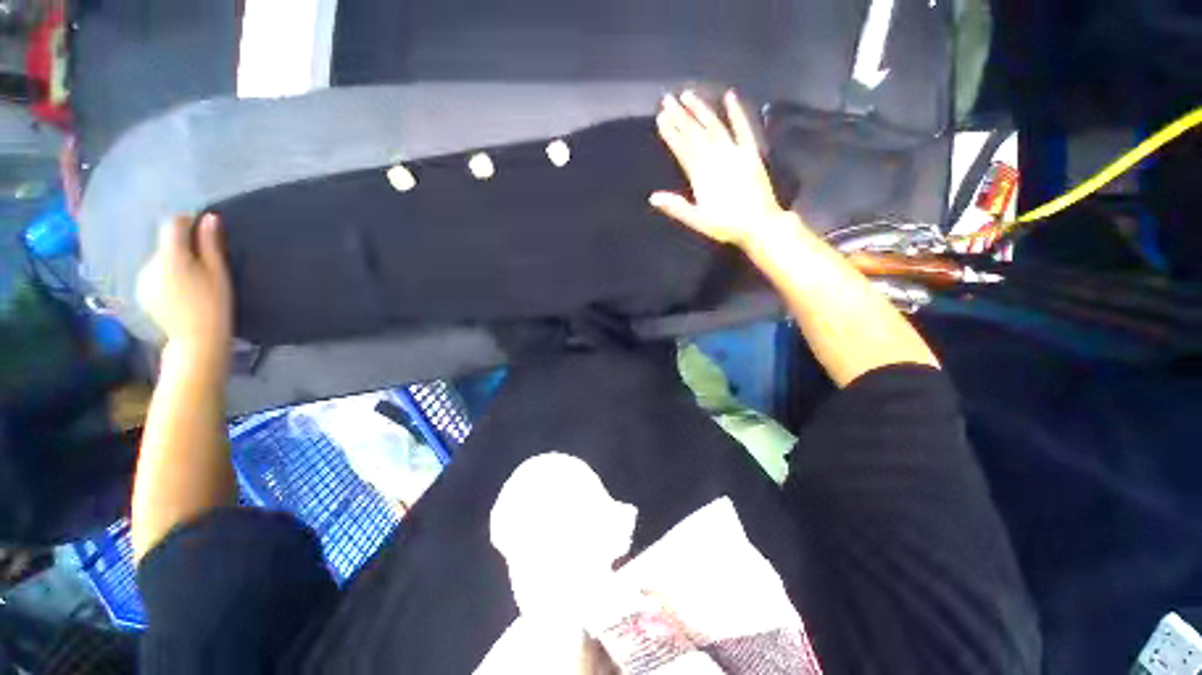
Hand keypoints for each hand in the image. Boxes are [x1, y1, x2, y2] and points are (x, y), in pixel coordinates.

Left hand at [136, 214, 231, 363]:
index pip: (173, 225)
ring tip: (191, 283)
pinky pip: (154, 275)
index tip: (202, 232)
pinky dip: (166, 278)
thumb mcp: (218, 272)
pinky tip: (179, 293)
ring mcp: (143, 278)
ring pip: (160, 261)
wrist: (196, 340)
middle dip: (182, 249)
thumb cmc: (214, 304)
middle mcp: (151, 262)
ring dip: (174, 264)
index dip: (187, 223)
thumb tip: (209, 218)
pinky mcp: (141, 292)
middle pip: (166, 245)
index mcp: (171, 256)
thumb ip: (210, 244)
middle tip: (203, 266)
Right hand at [650, 90, 788, 249]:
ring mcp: (735, 153)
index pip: (682, 149)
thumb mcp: (697, 220)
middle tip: (668, 98)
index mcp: (701, 175)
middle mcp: (716, 158)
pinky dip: (736, 113)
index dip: (671, 132)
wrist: (759, 225)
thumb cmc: (726, 225)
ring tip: (688, 95)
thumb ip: (676, 207)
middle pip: (695, 133)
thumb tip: (653, 197)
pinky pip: (743, 128)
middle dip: (680, 116)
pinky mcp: (751, 153)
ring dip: (701, 110)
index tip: (661, 117)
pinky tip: (729, 96)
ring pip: (714, 126)